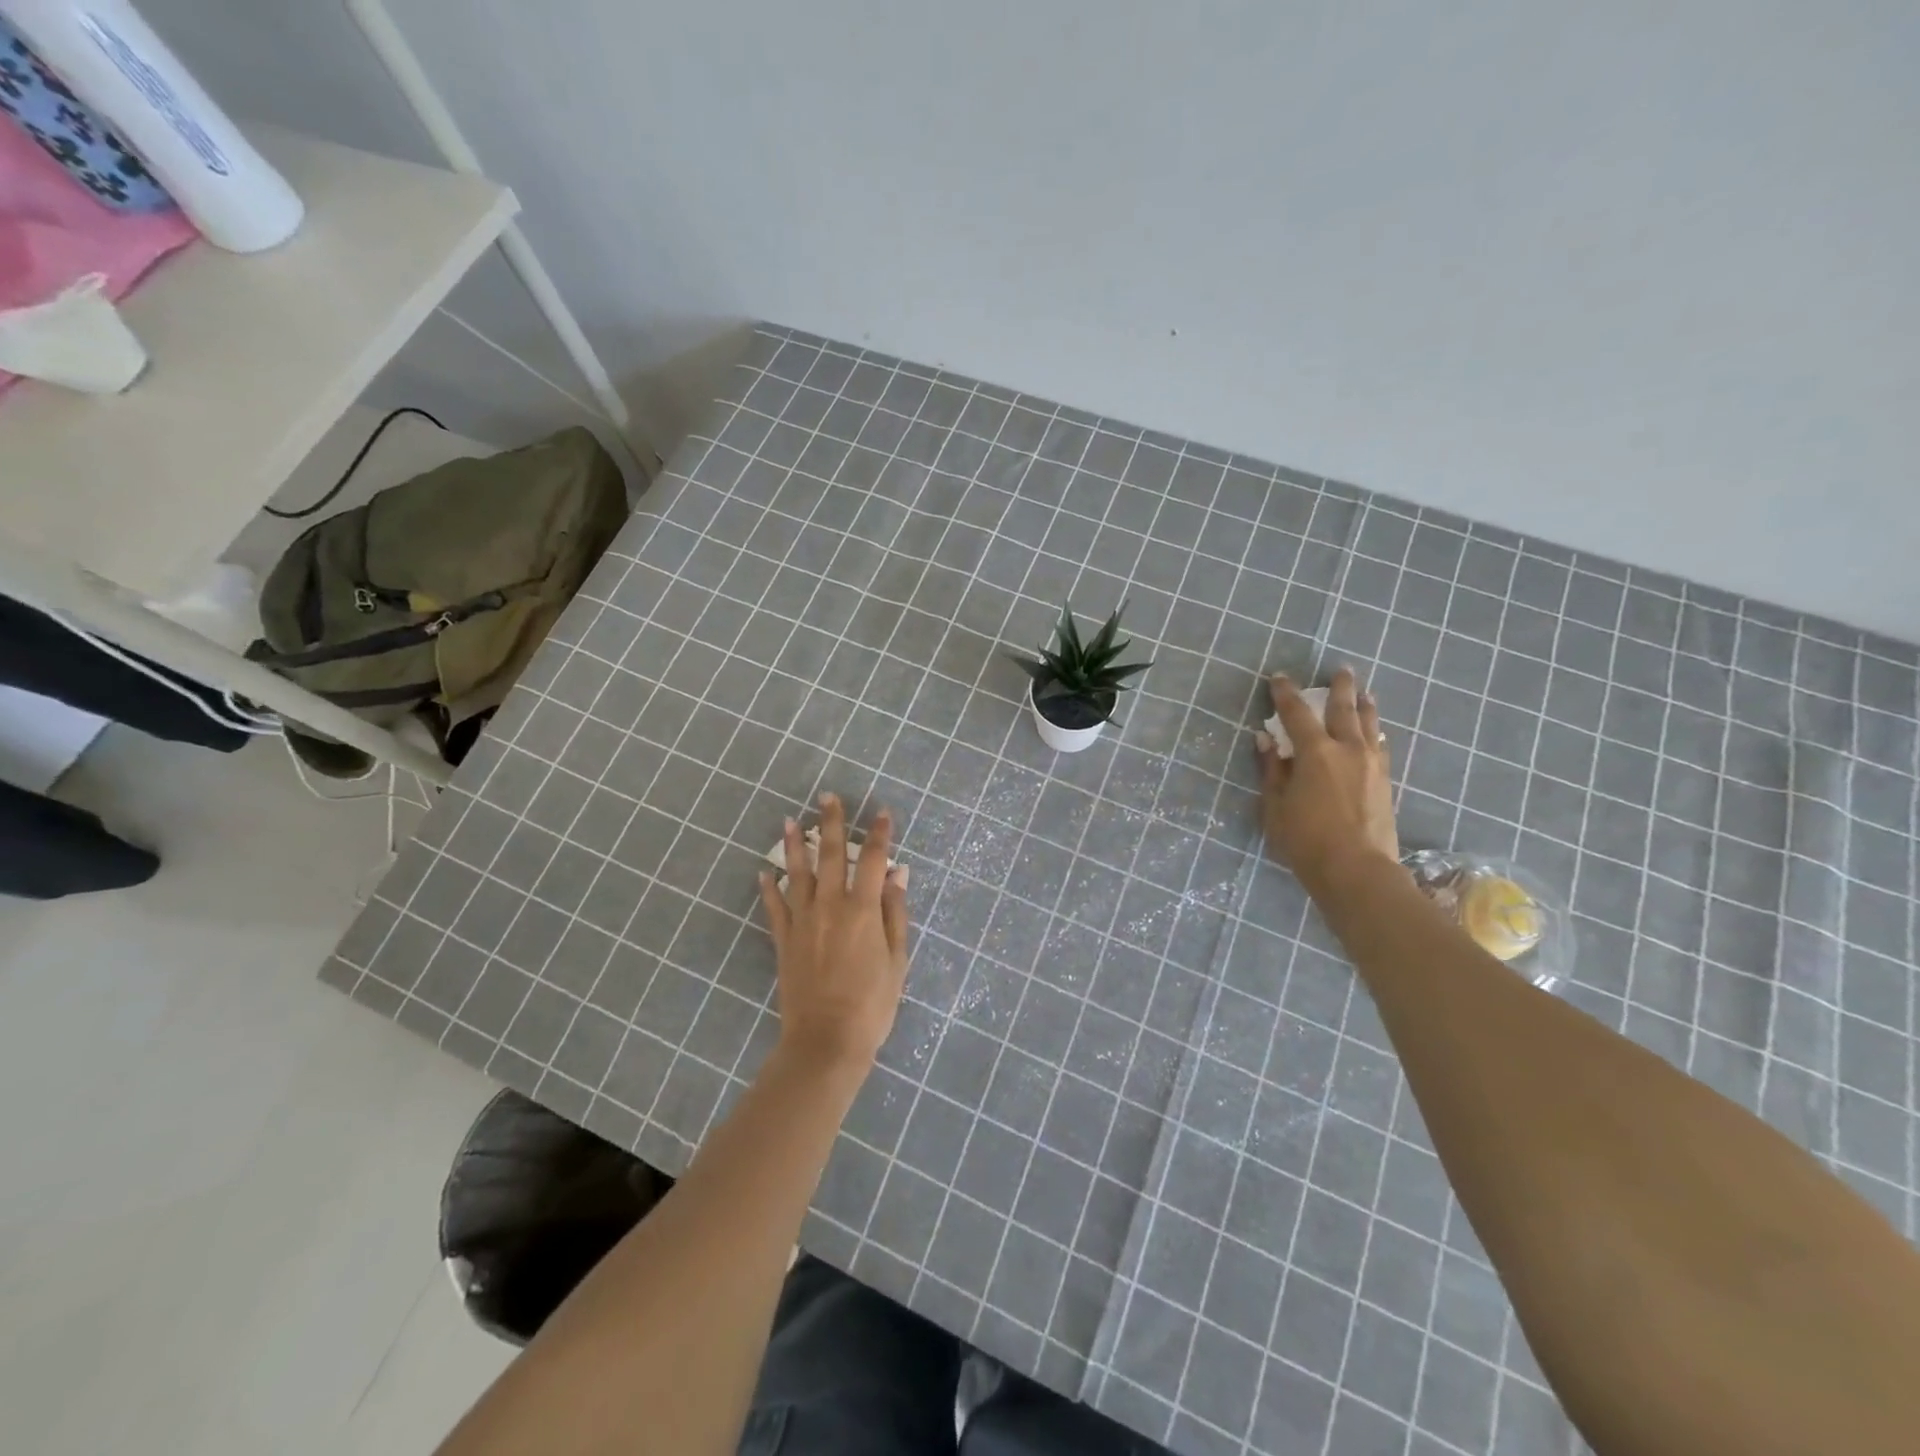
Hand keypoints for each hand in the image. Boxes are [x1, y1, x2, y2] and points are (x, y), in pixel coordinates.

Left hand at [759, 793, 910, 1075]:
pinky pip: (775, 906)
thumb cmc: (872, 1003)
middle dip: (831, 823)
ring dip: (795, 844)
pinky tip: (765, 871)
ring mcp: (803, 921)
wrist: (826, 1041)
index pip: (872, 860)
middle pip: (830, 855)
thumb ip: (895, 914)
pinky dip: (769, 887)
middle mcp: (830, 906)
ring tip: (791, 821)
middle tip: (828, 797)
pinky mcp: (784, 940)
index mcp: (863, 909)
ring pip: (798, 873)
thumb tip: (897, 875)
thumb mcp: (896, 960)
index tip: (882, 812)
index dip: (879, 834)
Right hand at [1254, 668, 1399, 894]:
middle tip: (1341, 669)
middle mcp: (1347, 749)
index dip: (1286, 693)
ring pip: (1369, 725)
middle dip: (1339, 688)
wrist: (1357, 870)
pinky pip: (1379, 747)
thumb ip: (1272, 770)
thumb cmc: (1306, 839)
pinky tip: (1375, 734)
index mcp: (1315, 752)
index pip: (1296, 713)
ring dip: (1364, 706)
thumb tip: (1266, 739)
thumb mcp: (1275, 806)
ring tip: (1365, 693)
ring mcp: (1371, 765)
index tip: (1279, 677)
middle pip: (1344, 710)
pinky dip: (1374, 734)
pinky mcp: (1385, 782)